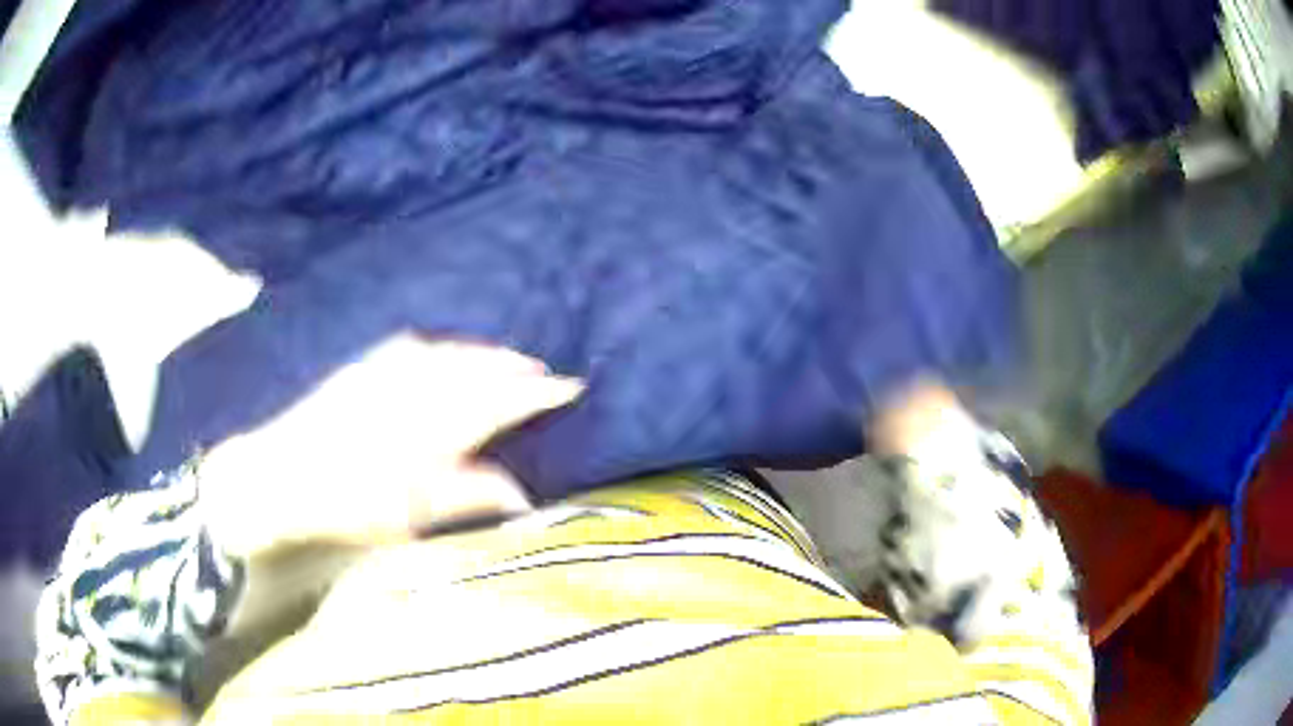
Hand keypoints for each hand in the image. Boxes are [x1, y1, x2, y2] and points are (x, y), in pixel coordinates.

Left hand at [198, 334, 582, 557]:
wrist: (279, 476)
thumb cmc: (347, 505)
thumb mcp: (412, 515)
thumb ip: (469, 497)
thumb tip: (522, 493)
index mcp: (431, 427)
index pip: (497, 401)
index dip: (535, 393)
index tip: (568, 386)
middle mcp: (413, 389)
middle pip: (475, 370)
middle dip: (514, 367)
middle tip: (545, 370)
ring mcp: (384, 372)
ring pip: (447, 353)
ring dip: (481, 352)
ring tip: (506, 356)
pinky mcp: (361, 368)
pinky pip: (413, 346)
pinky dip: (440, 346)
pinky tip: (443, 349)